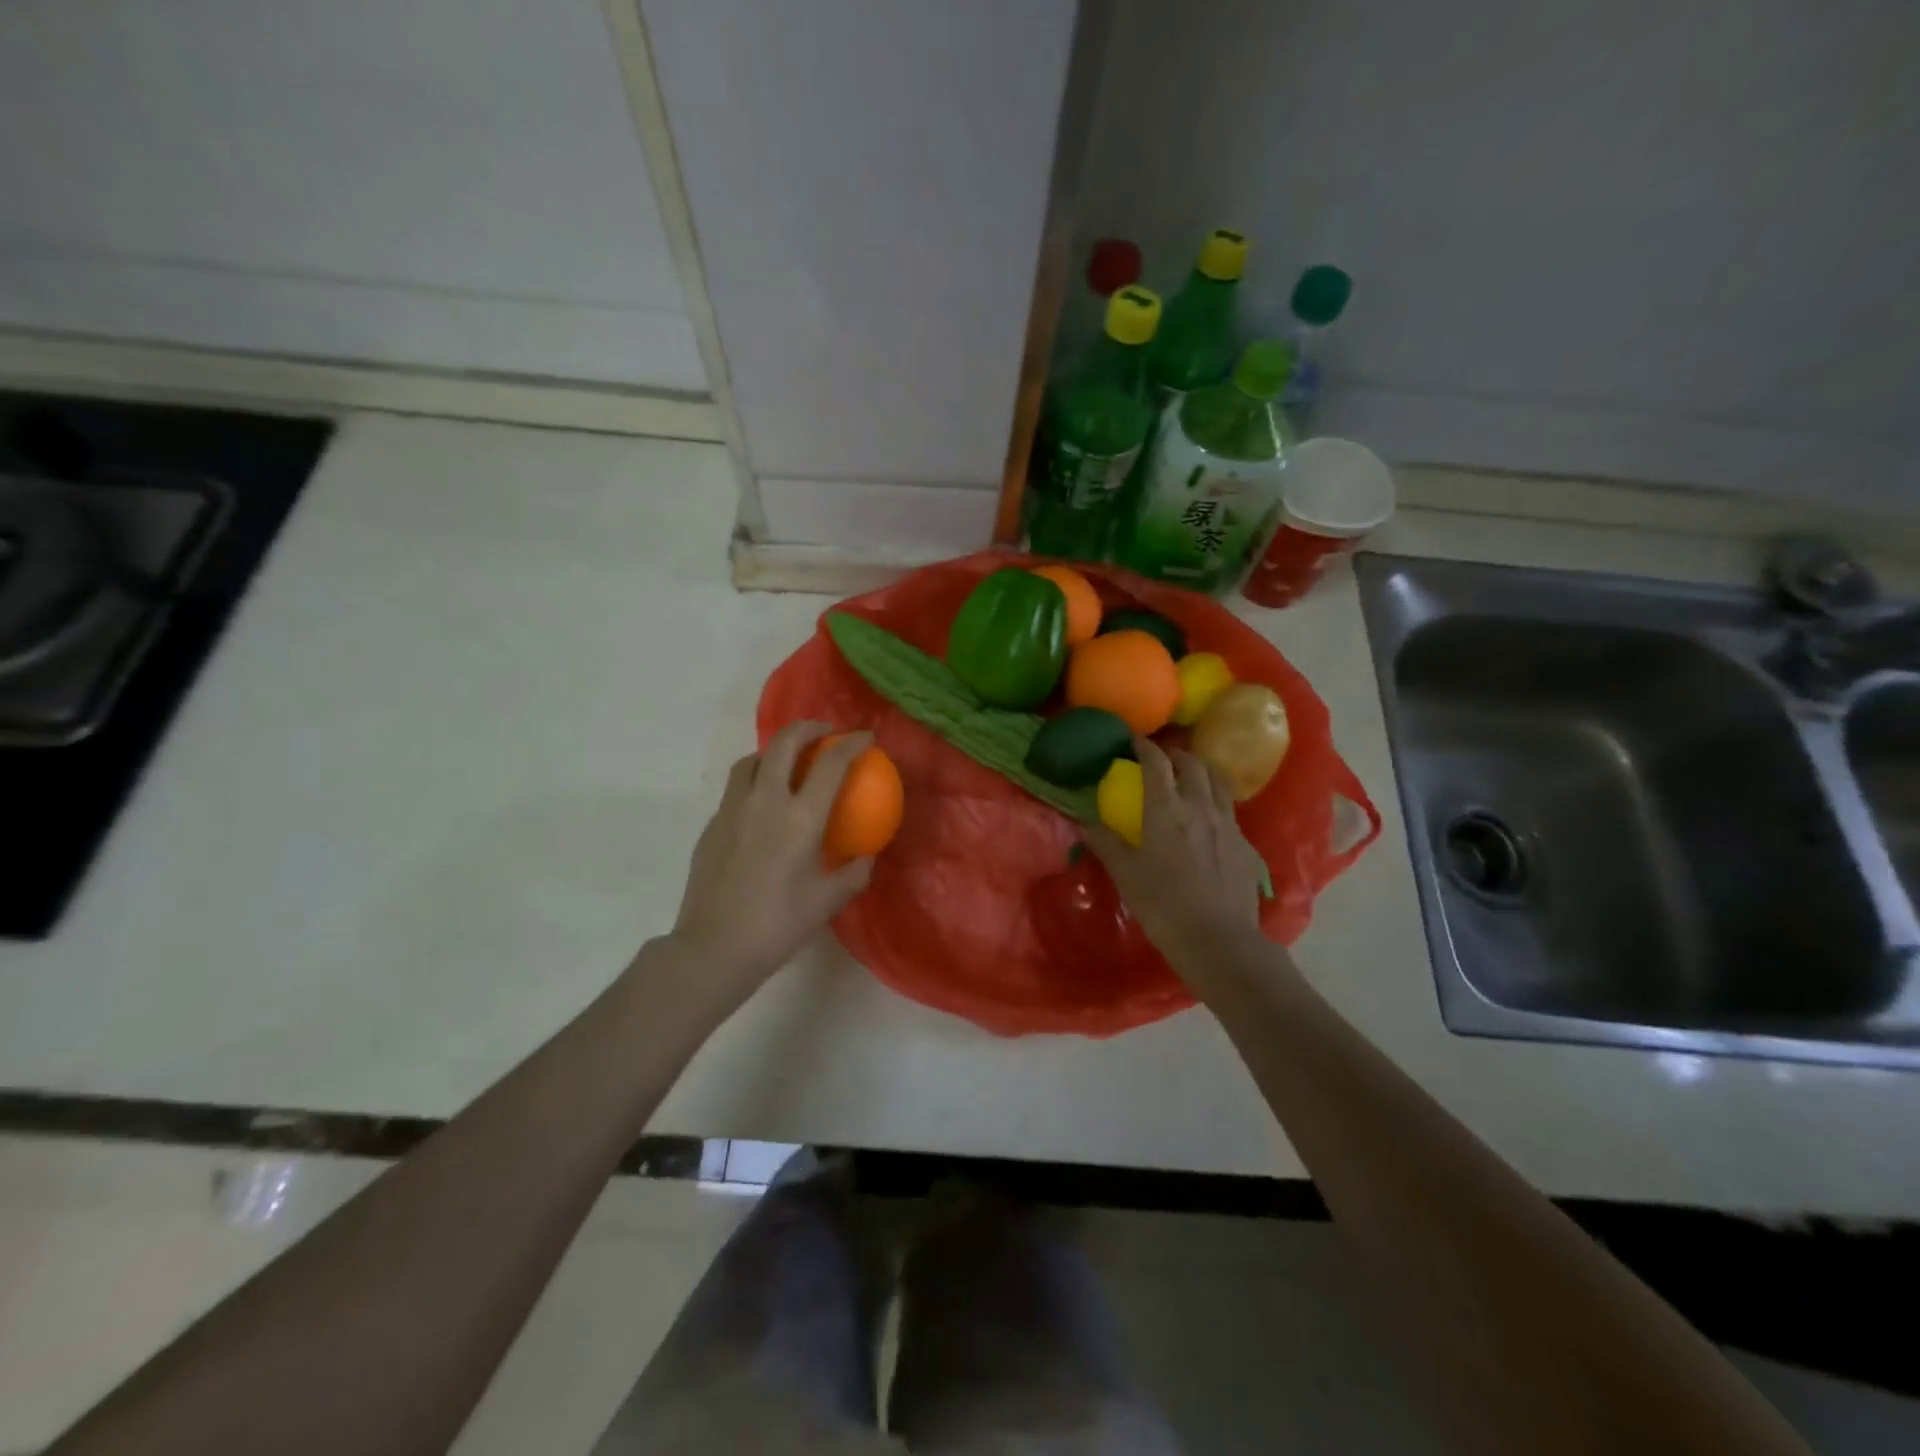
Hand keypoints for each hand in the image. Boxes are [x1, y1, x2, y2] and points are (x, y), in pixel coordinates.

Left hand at [660, 722, 875, 1008]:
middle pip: (785, 743)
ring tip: (789, 761)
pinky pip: (736, 789)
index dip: (852, 743)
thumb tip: (866, 856)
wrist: (715, 947)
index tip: (865, 737)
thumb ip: (854, 874)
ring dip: (775, 751)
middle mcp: (765, 801)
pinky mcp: (712, 825)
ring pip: (752, 760)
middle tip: (824, 732)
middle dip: (808, 727)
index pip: (831, 763)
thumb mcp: (828, 901)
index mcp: (800, 818)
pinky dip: (755, 781)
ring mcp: (733, 810)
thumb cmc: (778, 924)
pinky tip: (762, 806)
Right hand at [1084, 737, 1268, 975]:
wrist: (1219, 939)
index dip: (1144, 746)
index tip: (1133, 740)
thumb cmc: (1163, 905)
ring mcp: (1227, 824)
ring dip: (1200, 770)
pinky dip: (1215, 798)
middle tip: (1161, 757)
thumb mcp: (1125, 874)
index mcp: (1167, 809)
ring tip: (1189, 776)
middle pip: (1192, 764)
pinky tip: (1208, 816)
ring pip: (1217, 781)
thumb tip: (1083, 822)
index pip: (1157, 763)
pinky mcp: (1244, 844)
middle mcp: (1200, 806)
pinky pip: (1229, 808)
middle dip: (1175, 754)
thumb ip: (1105, 843)